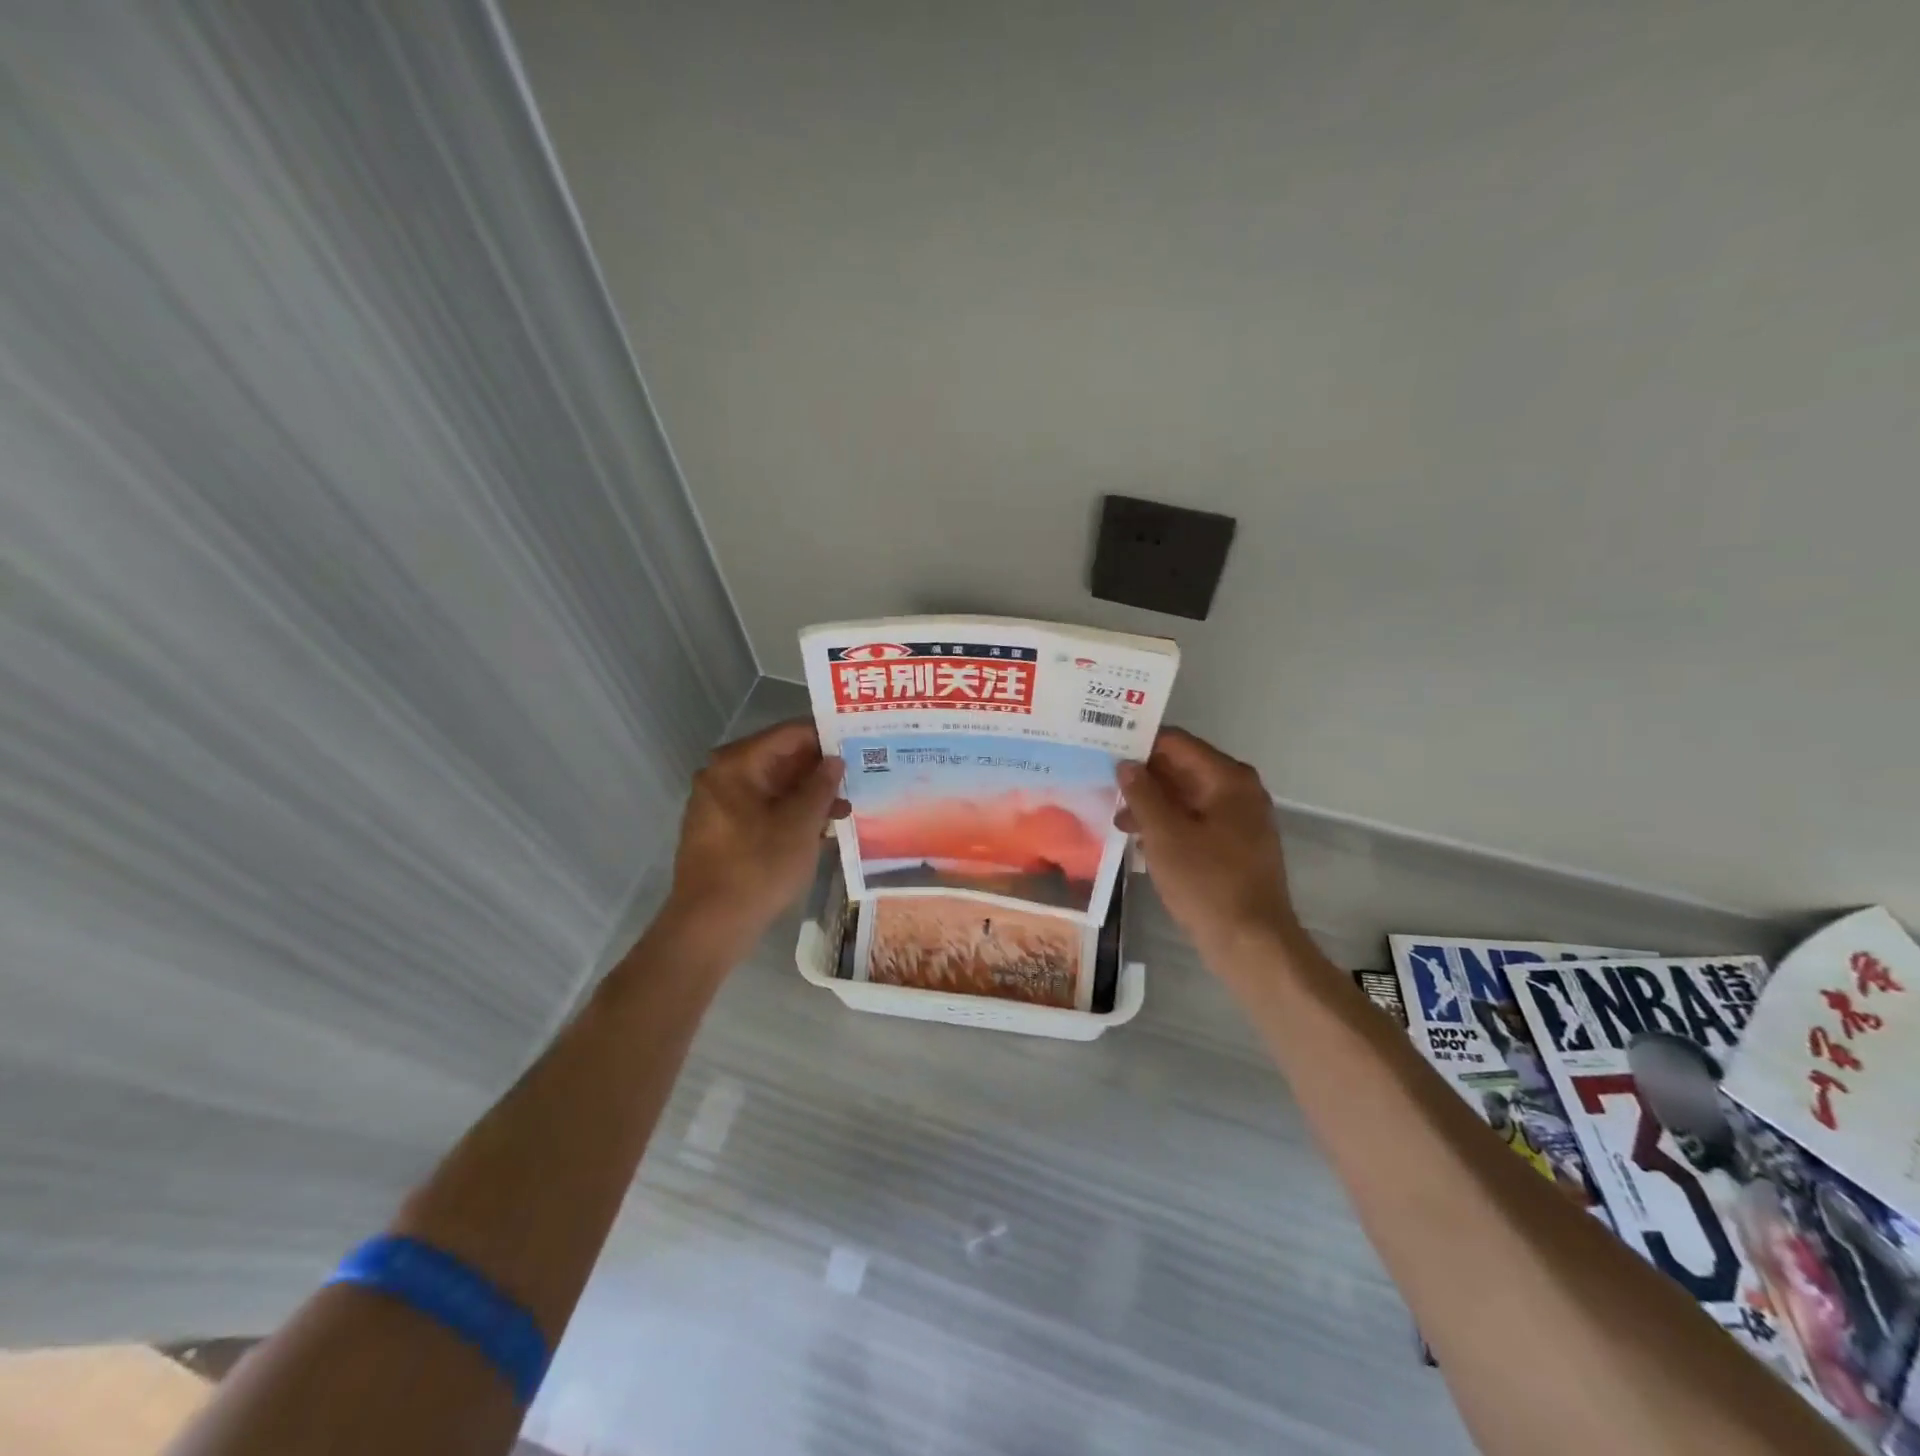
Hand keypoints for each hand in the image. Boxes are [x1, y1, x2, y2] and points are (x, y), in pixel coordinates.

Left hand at [662, 720, 848, 958]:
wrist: (709, 926)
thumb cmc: (757, 867)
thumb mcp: (800, 824)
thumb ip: (821, 786)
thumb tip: (834, 760)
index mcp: (736, 764)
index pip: (789, 734)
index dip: (826, 736)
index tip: (858, 741)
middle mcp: (722, 775)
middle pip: (780, 758)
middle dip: (819, 768)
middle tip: (860, 772)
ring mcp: (719, 804)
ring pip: (773, 786)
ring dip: (808, 794)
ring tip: (847, 806)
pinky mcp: (723, 829)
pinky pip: (763, 808)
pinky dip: (790, 812)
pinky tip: (822, 827)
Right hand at [1116, 728, 1300, 966]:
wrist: (1252, 943)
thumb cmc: (1207, 882)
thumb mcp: (1165, 835)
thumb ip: (1143, 794)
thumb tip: (1126, 764)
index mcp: (1228, 778)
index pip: (1176, 743)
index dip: (1139, 745)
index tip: (1105, 751)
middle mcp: (1239, 790)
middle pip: (1182, 768)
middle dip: (1143, 777)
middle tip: (1102, 784)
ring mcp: (1240, 819)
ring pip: (1187, 797)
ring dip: (1152, 804)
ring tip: (1117, 820)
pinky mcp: (1236, 846)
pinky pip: (1196, 821)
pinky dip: (1169, 825)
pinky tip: (1140, 841)